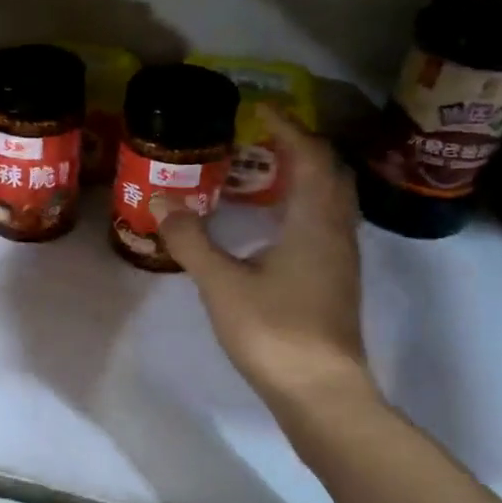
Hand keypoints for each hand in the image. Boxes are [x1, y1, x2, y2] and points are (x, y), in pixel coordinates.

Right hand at [155, 118, 372, 408]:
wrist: (319, 392)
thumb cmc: (273, 331)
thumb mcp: (221, 284)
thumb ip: (191, 241)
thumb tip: (161, 201)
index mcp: (314, 223)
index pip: (310, 158)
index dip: (288, 128)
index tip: (260, 110)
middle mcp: (336, 233)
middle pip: (329, 175)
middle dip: (300, 148)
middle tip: (263, 138)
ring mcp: (340, 260)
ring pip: (330, 202)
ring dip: (304, 177)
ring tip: (265, 173)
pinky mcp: (335, 282)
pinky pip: (324, 225)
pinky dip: (303, 207)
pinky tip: (273, 225)